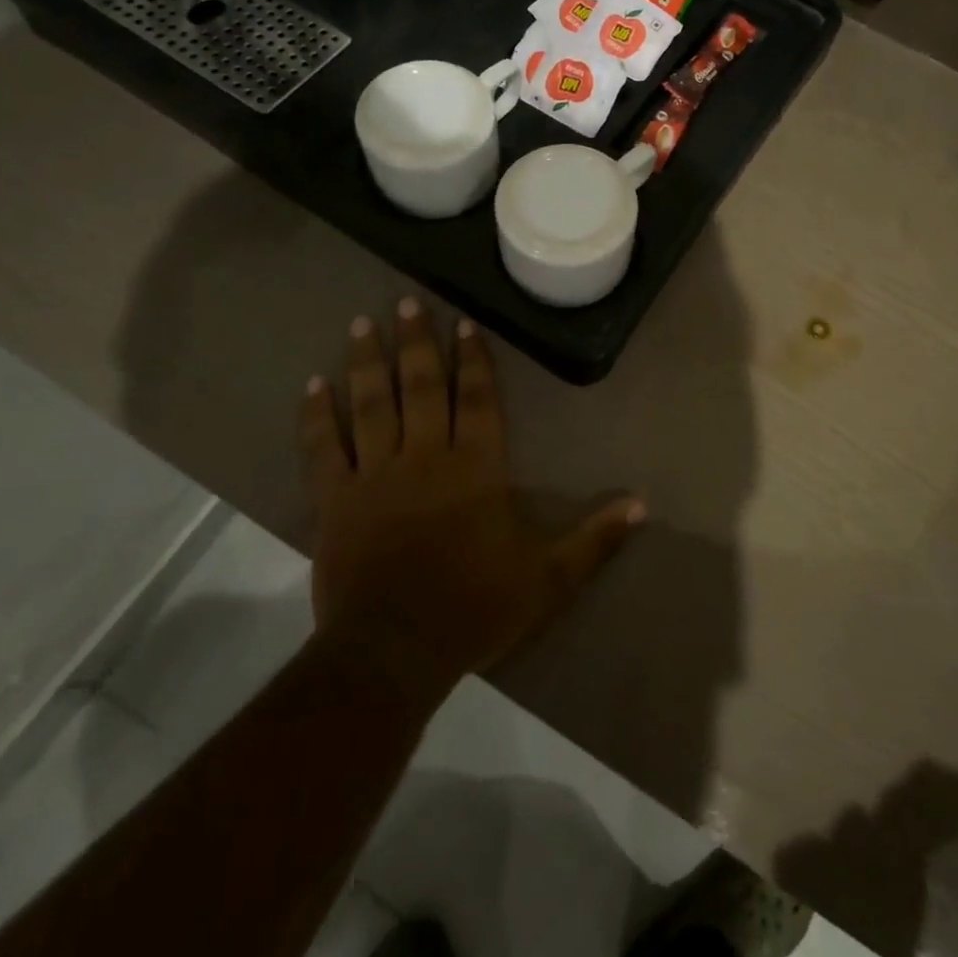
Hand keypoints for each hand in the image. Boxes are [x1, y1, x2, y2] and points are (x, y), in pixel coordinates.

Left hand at [302, 300, 645, 700]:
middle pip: (422, 387)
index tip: (464, 323)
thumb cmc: (475, 611)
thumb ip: (595, 539)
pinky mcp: (335, 500)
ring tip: (363, 323)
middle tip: (407, 302)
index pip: (478, 399)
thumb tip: (644, 505)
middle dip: (418, 343)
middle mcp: (426, 457)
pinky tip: (313, 385)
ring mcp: (375, 476)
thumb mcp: (549, 580)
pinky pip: (323, 449)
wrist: (395, 654)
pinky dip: (316, 416)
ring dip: (369, 362)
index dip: (474, 360)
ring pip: (372, 405)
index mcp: (476, 469)